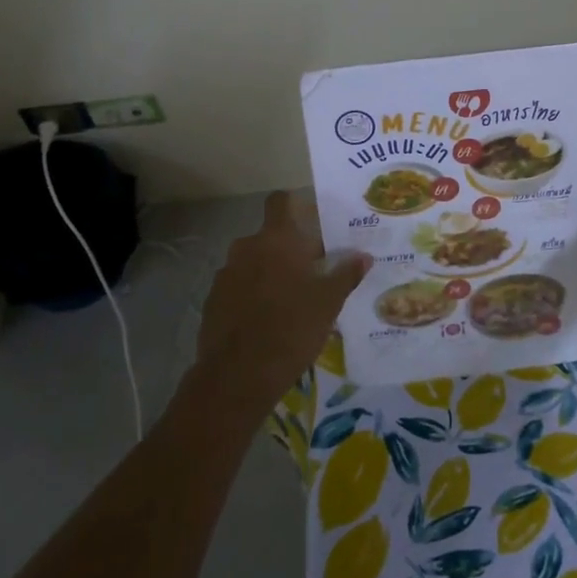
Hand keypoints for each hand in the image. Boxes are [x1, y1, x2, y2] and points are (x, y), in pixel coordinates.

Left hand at [193, 191, 370, 415]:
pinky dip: (252, 295)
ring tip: (291, 300)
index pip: (280, 201)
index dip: (295, 206)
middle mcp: (246, 248)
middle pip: (270, 237)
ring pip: (253, 263)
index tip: (313, 222)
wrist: (237, 376)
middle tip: (313, 271)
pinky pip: (238, 287)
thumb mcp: (328, 303)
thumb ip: (346, 275)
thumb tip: (364, 256)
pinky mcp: (212, 301)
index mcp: (276, 240)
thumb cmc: (291, 329)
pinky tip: (267, 321)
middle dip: (289, 249)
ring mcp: (225, 275)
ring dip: (270, 273)